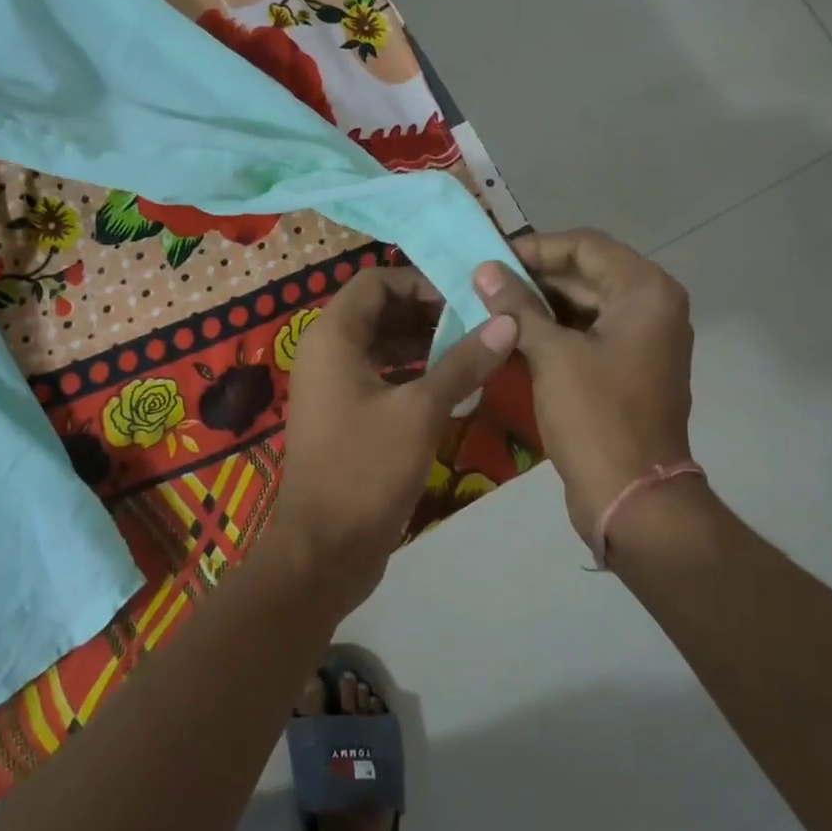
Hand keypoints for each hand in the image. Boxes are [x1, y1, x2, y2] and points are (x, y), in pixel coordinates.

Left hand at [274, 267, 517, 614]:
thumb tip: (507, 321)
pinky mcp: (343, 415)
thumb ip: (463, 362)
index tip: (465, 298)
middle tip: (477, 323)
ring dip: (423, 343)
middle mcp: (325, 352)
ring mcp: (331, 385)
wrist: (324, 549)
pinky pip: (378, 376)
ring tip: (473, 350)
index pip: (375, 281)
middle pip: (378, 310)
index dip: (420, 282)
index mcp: (333, 337)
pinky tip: (451, 386)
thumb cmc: (366, 469)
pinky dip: (412, 373)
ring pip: (380, 345)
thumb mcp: (421, 411)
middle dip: (427, 312)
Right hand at [471, 229, 694, 546]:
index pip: (586, 246)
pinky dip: (551, 332)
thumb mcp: (552, 354)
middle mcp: (652, 307)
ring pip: (583, 305)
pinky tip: (510, 337)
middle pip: (586, 274)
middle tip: (481, 283)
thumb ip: (517, 306)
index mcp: (646, 292)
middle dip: (533, 278)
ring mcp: (641, 340)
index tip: (491, 258)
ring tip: (488, 307)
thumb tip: (484, 269)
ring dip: (538, 305)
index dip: (535, 248)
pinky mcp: (626, 369)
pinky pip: (586, 334)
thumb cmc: (596, 416)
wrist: (631, 497)